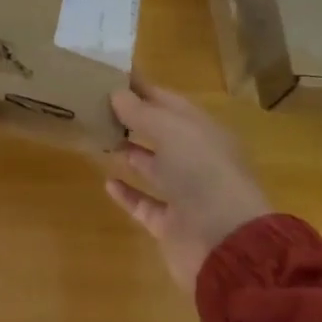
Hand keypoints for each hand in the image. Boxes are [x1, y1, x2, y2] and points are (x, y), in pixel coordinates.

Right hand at [105, 83, 272, 292]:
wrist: (227, 244)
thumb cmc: (202, 173)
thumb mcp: (171, 131)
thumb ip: (141, 112)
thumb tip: (117, 93)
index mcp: (202, 130)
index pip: (168, 101)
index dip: (141, 88)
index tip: (110, 76)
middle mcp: (196, 159)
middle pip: (160, 133)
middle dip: (132, 119)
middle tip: (95, 104)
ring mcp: (185, 194)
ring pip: (153, 167)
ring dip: (128, 152)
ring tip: (98, 136)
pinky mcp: (172, 225)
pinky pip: (145, 204)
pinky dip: (128, 193)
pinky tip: (107, 181)